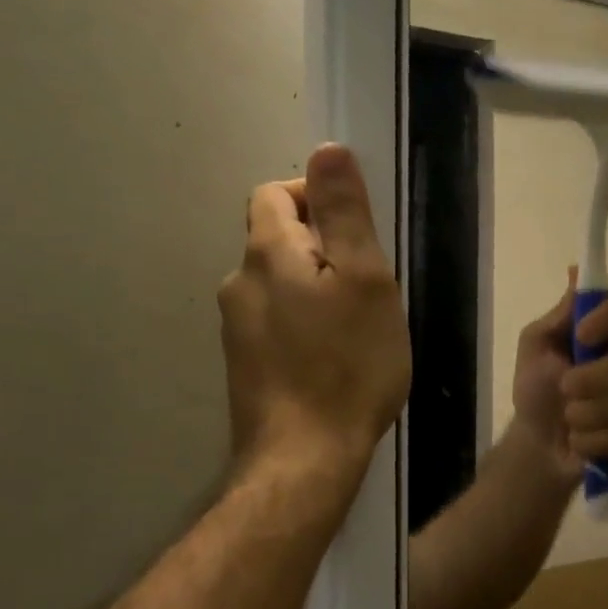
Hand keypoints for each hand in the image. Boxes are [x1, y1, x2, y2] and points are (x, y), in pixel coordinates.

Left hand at [219, 144, 410, 476]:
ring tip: (358, 325)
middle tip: (370, 285)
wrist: (304, 458)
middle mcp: (239, 283)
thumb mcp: (364, 280)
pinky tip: (334, 357)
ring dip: (316, 288)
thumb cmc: (348, 364)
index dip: (316, 197)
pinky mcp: (245, 365)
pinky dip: (305, 322)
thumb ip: (345, 214)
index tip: (359, 233)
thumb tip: (326, 150)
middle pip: (278, 239)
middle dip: (324, 247)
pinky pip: (277, 321)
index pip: (276, 193)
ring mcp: (237, 328)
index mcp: (267, 254)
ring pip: (280, 284)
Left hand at [510, 273, 607, 482]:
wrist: (537, 445)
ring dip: (591, 414)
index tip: (582, 335)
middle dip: (596, 379)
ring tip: (569, 420)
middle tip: (565, 388)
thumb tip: (577, 270)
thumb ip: (561, 314)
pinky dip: (598, 440)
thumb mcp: (536, 346)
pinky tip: (581, 442)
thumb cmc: (536, 389)